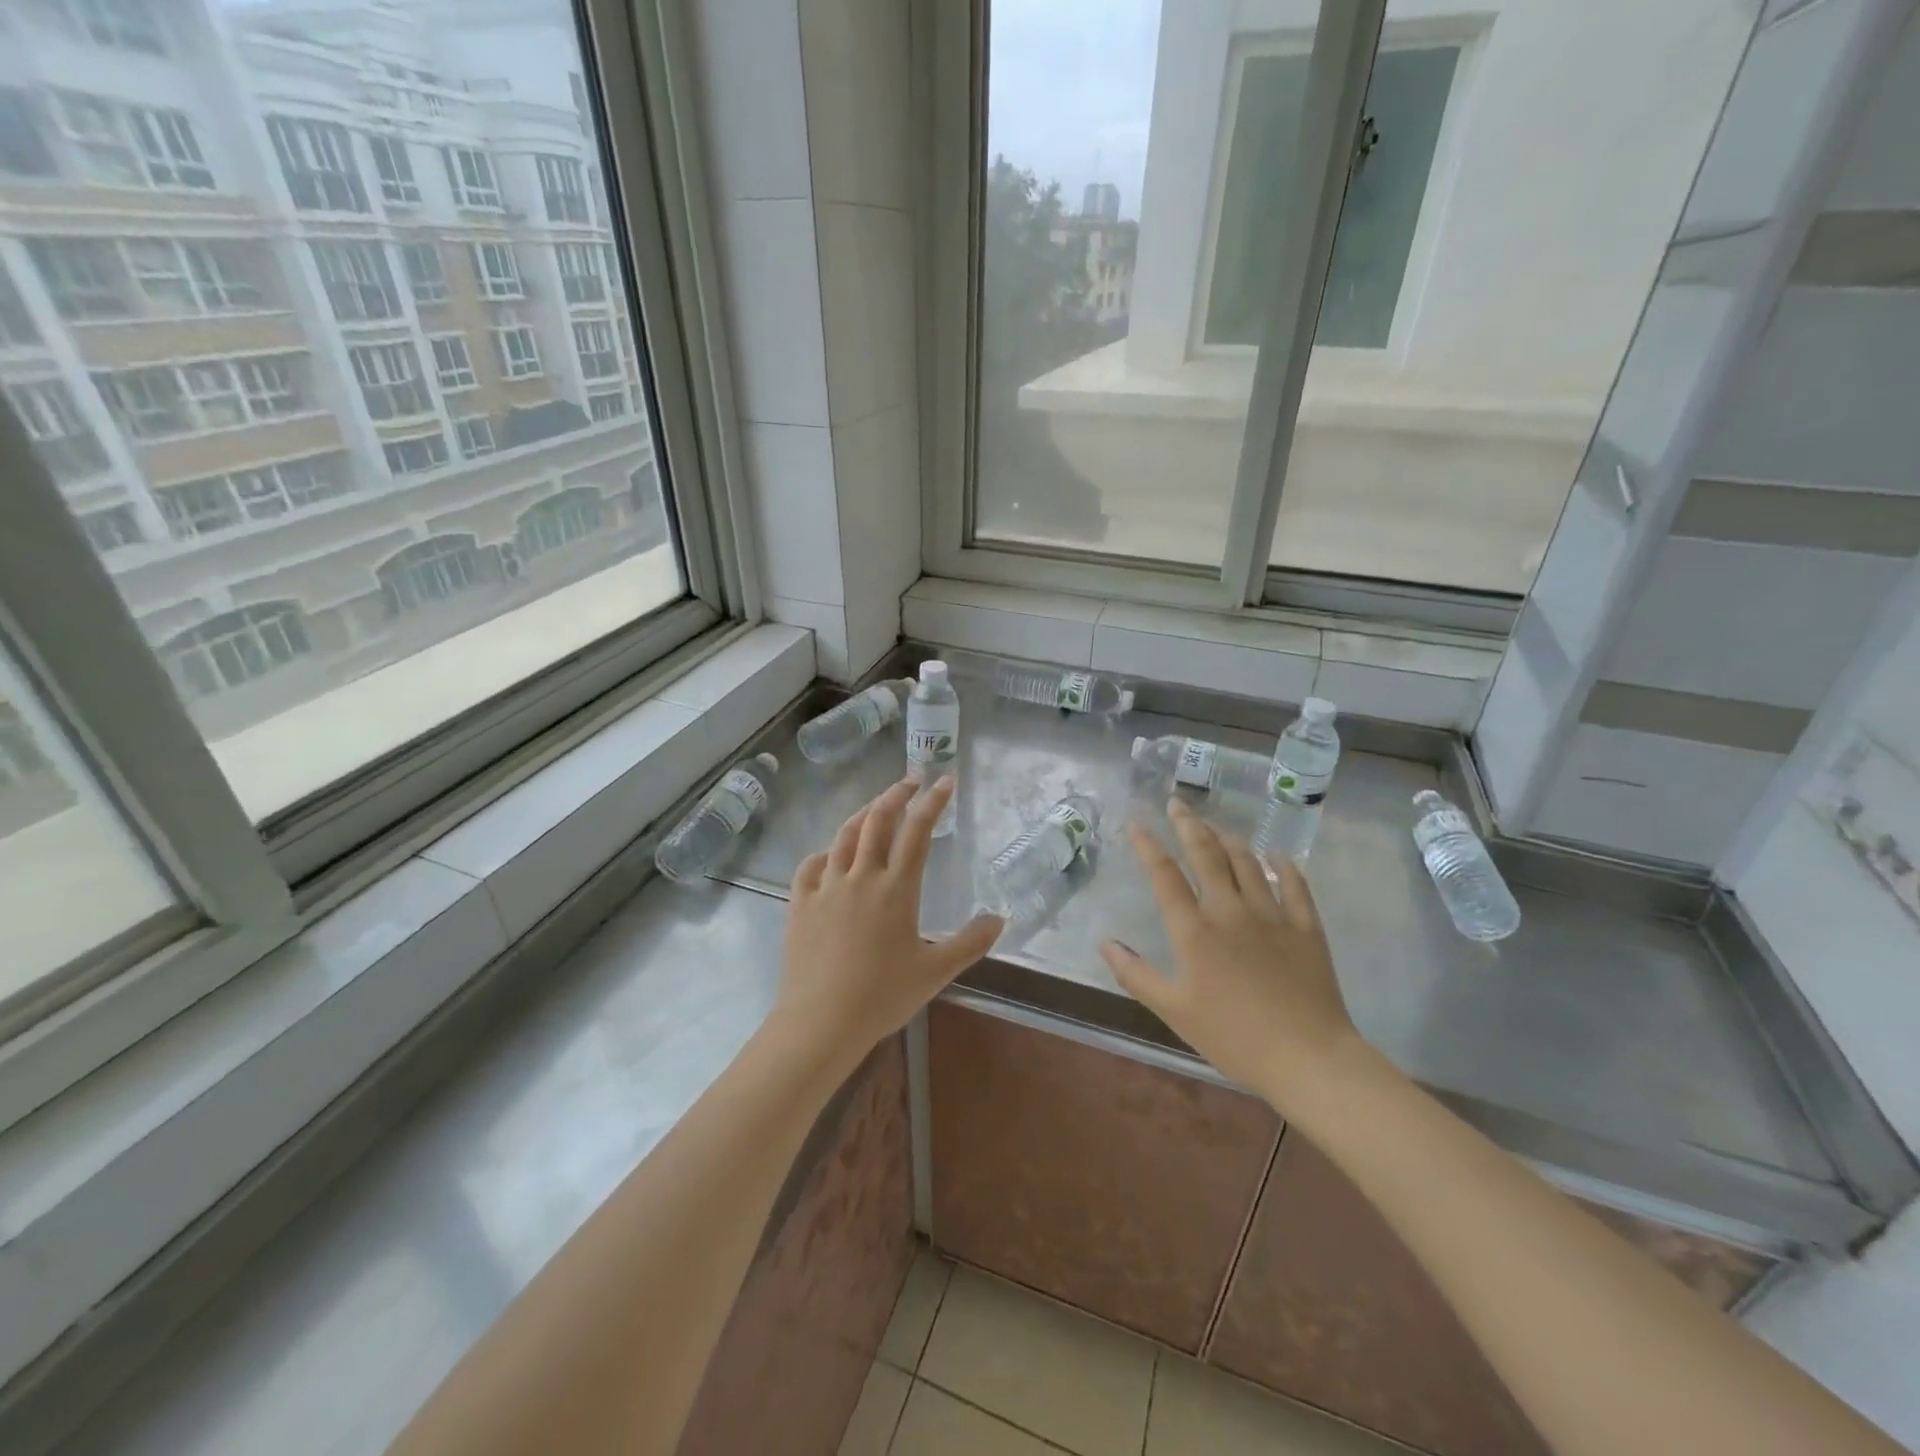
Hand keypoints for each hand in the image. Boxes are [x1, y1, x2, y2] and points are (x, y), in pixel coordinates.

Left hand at [773, 777, 1002, 1076]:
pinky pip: (811, 865)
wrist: (820, 1021)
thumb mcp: (936, 972)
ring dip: (863, 813)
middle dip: (897, 794)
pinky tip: (830, 855)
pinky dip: (825, 852)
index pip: (918, 831)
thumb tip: (999, 919)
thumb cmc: (882, 996)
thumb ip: (970, 943)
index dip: (933, 802)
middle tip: (912, 779)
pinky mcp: (800, 903)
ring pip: (844, 836)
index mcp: (896, 888)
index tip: (945, 781)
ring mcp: (827, 887)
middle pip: (878, 820)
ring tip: (876, 806)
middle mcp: (861, 876)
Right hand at [1101, 800, 1365, 1116]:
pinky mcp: (1305, 927)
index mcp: (1195, 931)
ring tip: (1216, 826)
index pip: (1165, 875)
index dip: (1148, 846)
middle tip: (1177, 803)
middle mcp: (1230, 911)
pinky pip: (1294, 885)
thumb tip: (1106, 943)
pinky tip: (1276, 855)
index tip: (1136, 822)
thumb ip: (1136, 975)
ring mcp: (1272, 915)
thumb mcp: (1174, 1011)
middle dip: (1189, 824)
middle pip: (1207, 855)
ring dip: (1228, 839)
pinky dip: (1283, 865)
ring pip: (1248, 862)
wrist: (1308, 1057)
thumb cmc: (1233, 1037)